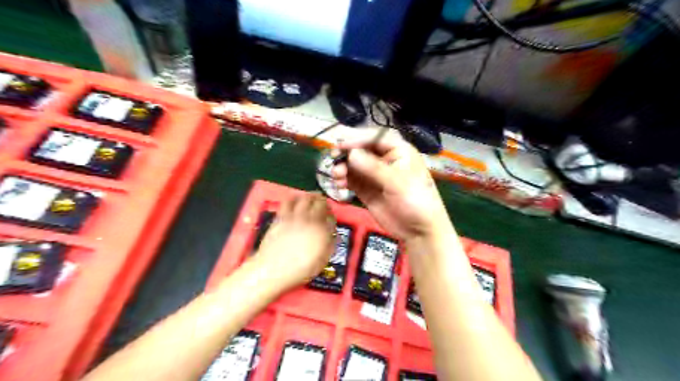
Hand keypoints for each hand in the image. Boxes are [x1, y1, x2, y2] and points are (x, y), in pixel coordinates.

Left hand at [252, 196, 337, 292]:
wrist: (272, 269)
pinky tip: (295, 199)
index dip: (332, 217)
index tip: (330, 219)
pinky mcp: (281, 217)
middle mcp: (311, 220)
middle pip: (320, 203)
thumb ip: (329, 245)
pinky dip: (294, 198)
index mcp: (323, 231)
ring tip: (312, 198)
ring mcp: (295, 217)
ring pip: (305, 198)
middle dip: (324, 202)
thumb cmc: (300, 269)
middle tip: (324, 204)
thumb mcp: (321, 261)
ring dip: (311, 196)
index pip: (332, 218)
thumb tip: (333, 235)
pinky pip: (288, 201)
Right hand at [331, 129, 449, 239]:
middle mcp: (384, 159)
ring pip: (353, 165)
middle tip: (334, 159)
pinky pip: (351, 180)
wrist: (419, 230)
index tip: (340, 145)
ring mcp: (374, 175)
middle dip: (347, 154)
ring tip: (337, 176)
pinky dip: (343, 180)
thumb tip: (351, 154)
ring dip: (343, 168)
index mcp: (398, 151)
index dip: (357, 139)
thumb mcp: (398, 182)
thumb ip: (374, 168)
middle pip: (361, 150)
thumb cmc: (416, 201)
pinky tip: (339, 185)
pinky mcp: (366, 189)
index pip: (374, 138)